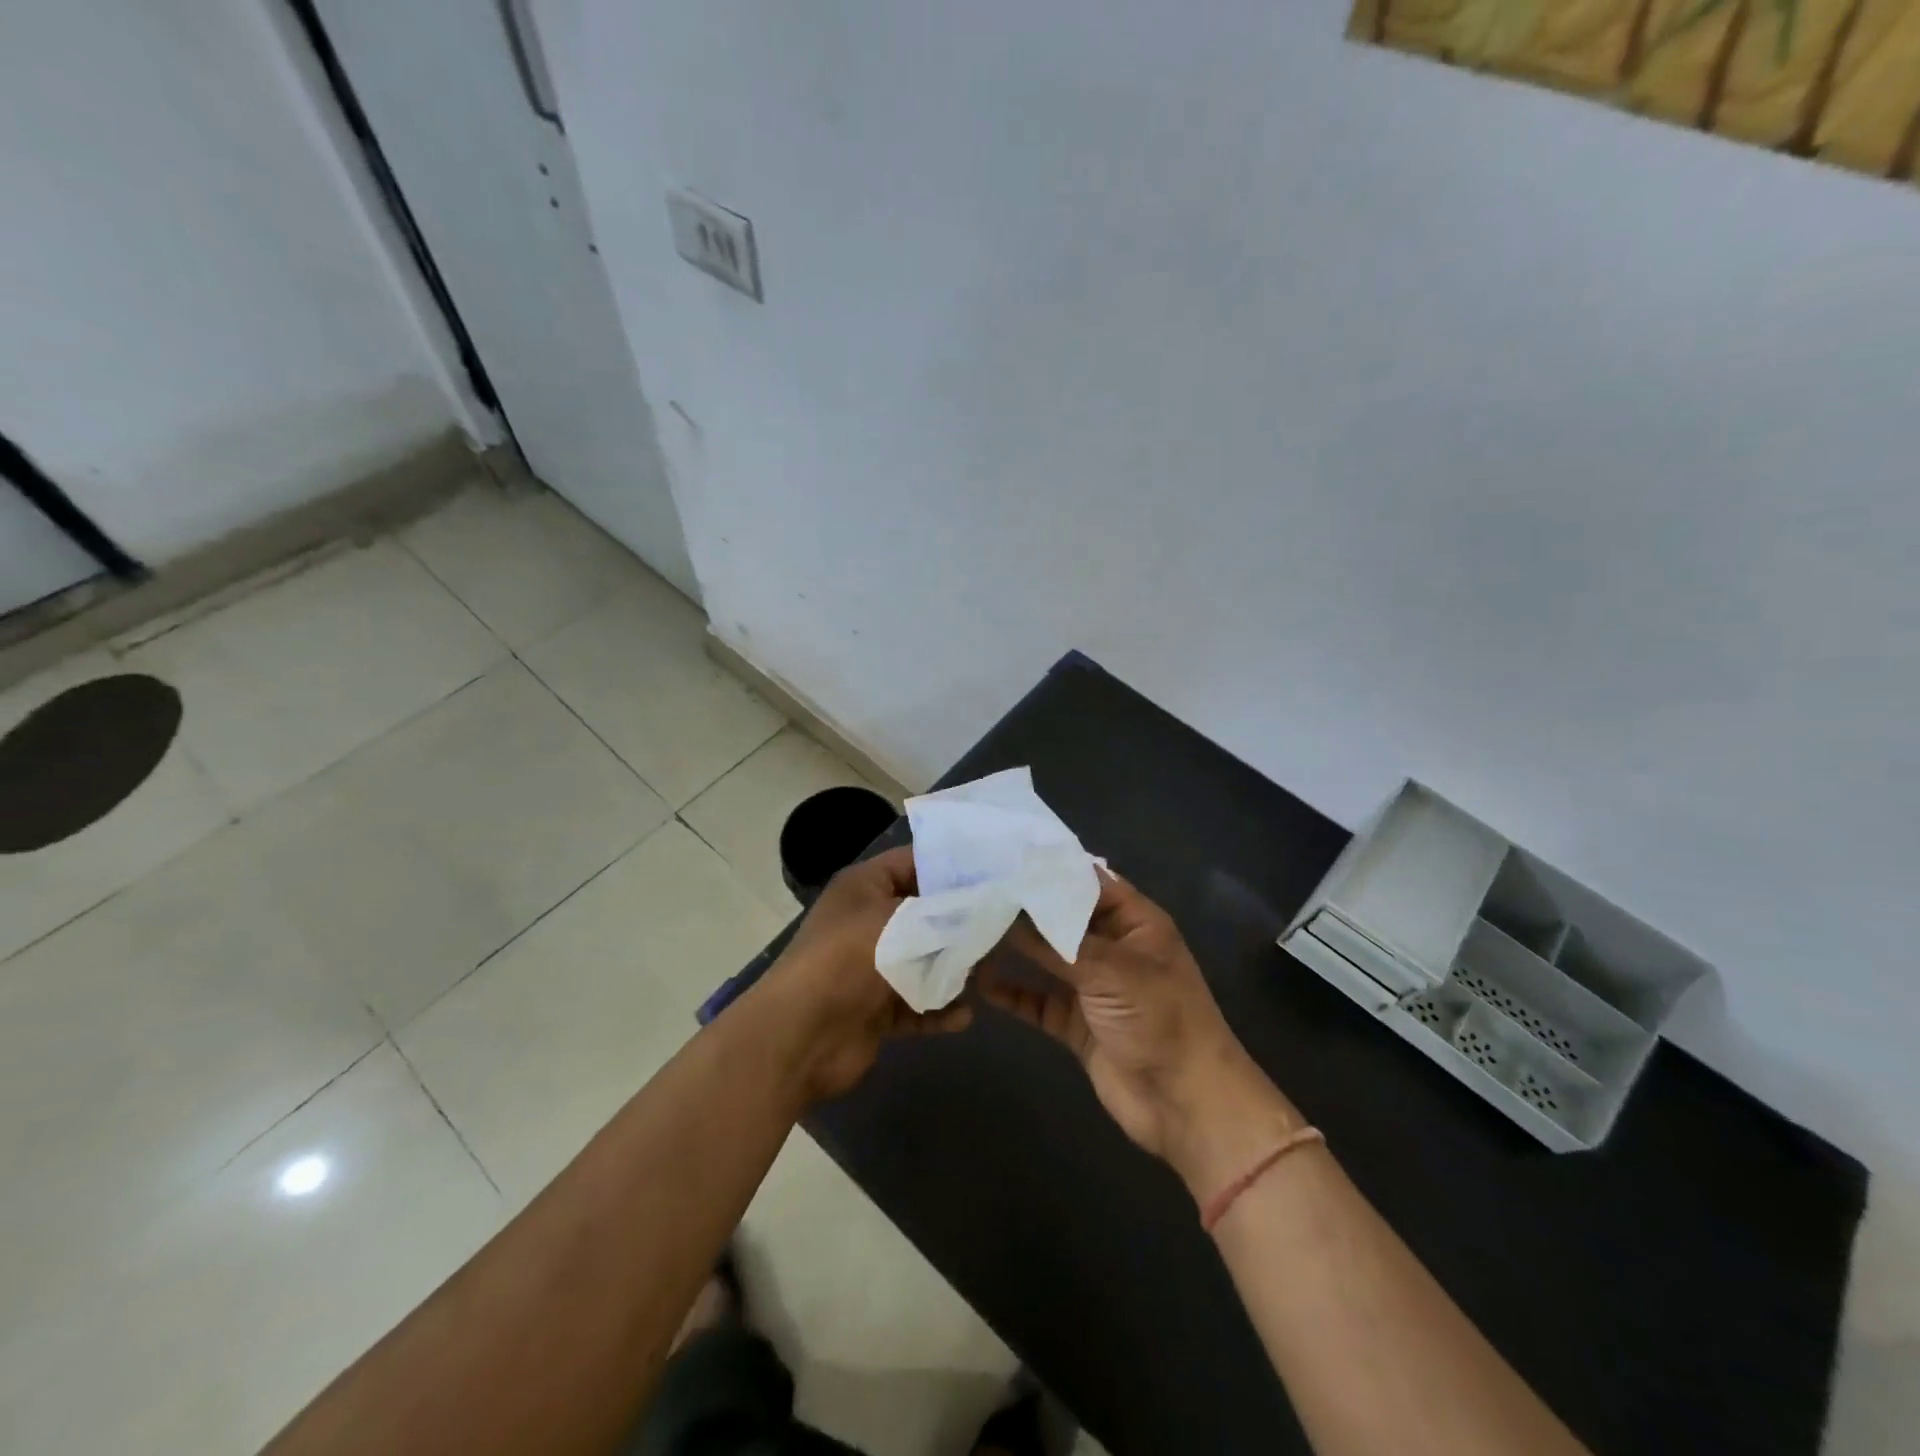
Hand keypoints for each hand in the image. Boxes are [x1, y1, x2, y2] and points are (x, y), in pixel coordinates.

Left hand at [753, 846, 972, 1101]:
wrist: (801, 1037)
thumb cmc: (850, 960)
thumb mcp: (903, 921)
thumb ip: (948, 911)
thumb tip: (984, 906)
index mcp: (864, 886)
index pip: (914, 862)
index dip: (952, 866)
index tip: (996, 874)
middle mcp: (867, 920)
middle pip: (924, 914)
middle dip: (961, 923)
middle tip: (1005, 927)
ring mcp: (871, 967)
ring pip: (923, 961)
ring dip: (952, 970)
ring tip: (988, 975)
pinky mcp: (875, 1009)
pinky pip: (916, 1004)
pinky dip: (938, 1010)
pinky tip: (964, 1016)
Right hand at [982, 870, 1303, 1203]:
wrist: (1186, 1105)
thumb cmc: (1160, 1021)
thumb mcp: (1111, 970)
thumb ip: (1058, 941)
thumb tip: (1008, 910)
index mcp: (1134, 922)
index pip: (1086, 881)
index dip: (1048, 869)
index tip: (1002, 855)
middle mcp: (1111, 947)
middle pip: (1062, 918)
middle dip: (1023, 908)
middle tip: (973, 890)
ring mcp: (1093, 986)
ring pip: (1046, 958)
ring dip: (1013, 948)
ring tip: (969, 929)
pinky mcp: (1077, 1023)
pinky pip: (1039, 1000)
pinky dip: (1013, 993)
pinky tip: (980, 983)